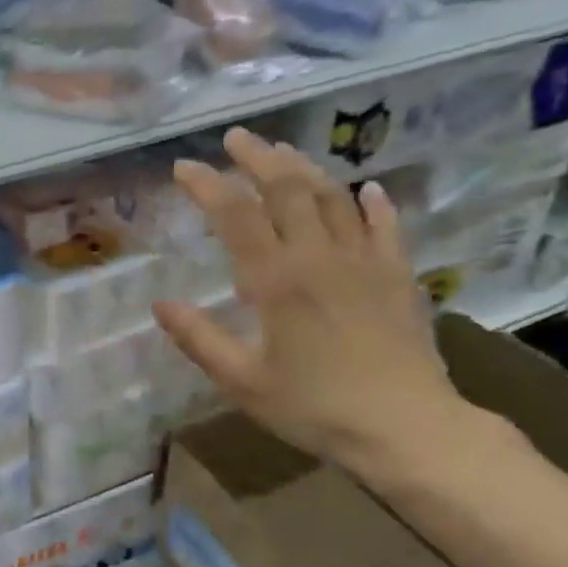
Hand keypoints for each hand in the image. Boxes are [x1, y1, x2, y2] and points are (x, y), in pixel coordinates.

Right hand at [153, 127, 467, 475]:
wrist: (407, 429)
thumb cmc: (315, 408)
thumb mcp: (243, 382)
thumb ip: (199, 339)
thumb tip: (160, 305)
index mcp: (277, 280)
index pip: (236, 214)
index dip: (207, 185)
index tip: (183, 167)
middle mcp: (319, 256)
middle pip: (286, 188)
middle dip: (257, 157)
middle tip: (235, 137)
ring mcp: (364, 261)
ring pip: (332, 197)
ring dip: (305, 168)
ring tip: (283, 151)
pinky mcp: (397, 275)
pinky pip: (386, 226)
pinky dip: (374, 203)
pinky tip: (367, 189)